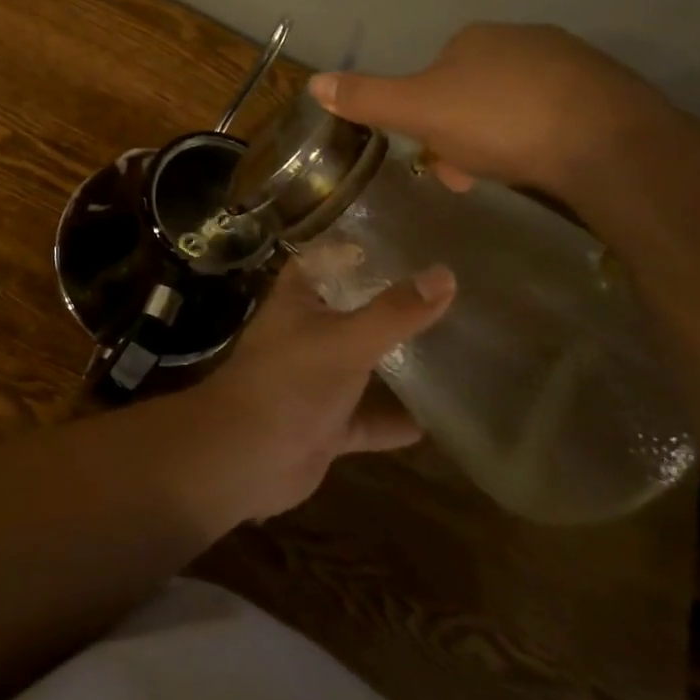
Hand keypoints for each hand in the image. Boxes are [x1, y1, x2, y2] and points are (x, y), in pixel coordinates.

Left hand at [172, 259, 455, 524]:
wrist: (245, 457)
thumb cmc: (290, 382)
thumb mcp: (346, 340)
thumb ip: (395, 312)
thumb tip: (445, 274)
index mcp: (297, 301)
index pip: (324, 262)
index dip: (355, 250)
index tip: (404, 242)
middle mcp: (304, 335)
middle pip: (350, 313)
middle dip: (389, 307)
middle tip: (447, 295)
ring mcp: (314, 382)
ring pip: (361, 366)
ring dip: (396, 363)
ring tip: (454, 349)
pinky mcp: (325, 426)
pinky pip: (367, 419)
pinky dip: (395, 421)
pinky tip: (438, 421)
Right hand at [307, 22, 672, 195]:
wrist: (611, 146)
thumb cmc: (501, 123)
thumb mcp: (418, 112)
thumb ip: (367, 97)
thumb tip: (313, 81)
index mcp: (473, 38)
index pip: (432, 74)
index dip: (423, 116)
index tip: (430, 154)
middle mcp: (522, 38)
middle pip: (472, 90)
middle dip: (461, 132)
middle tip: (465, 174)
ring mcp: (572, 62)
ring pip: (514, 103)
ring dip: (499, 138)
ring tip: (506, 175)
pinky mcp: (611, 91)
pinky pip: (558, 114)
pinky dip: (543, 137)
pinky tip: (548, 164)